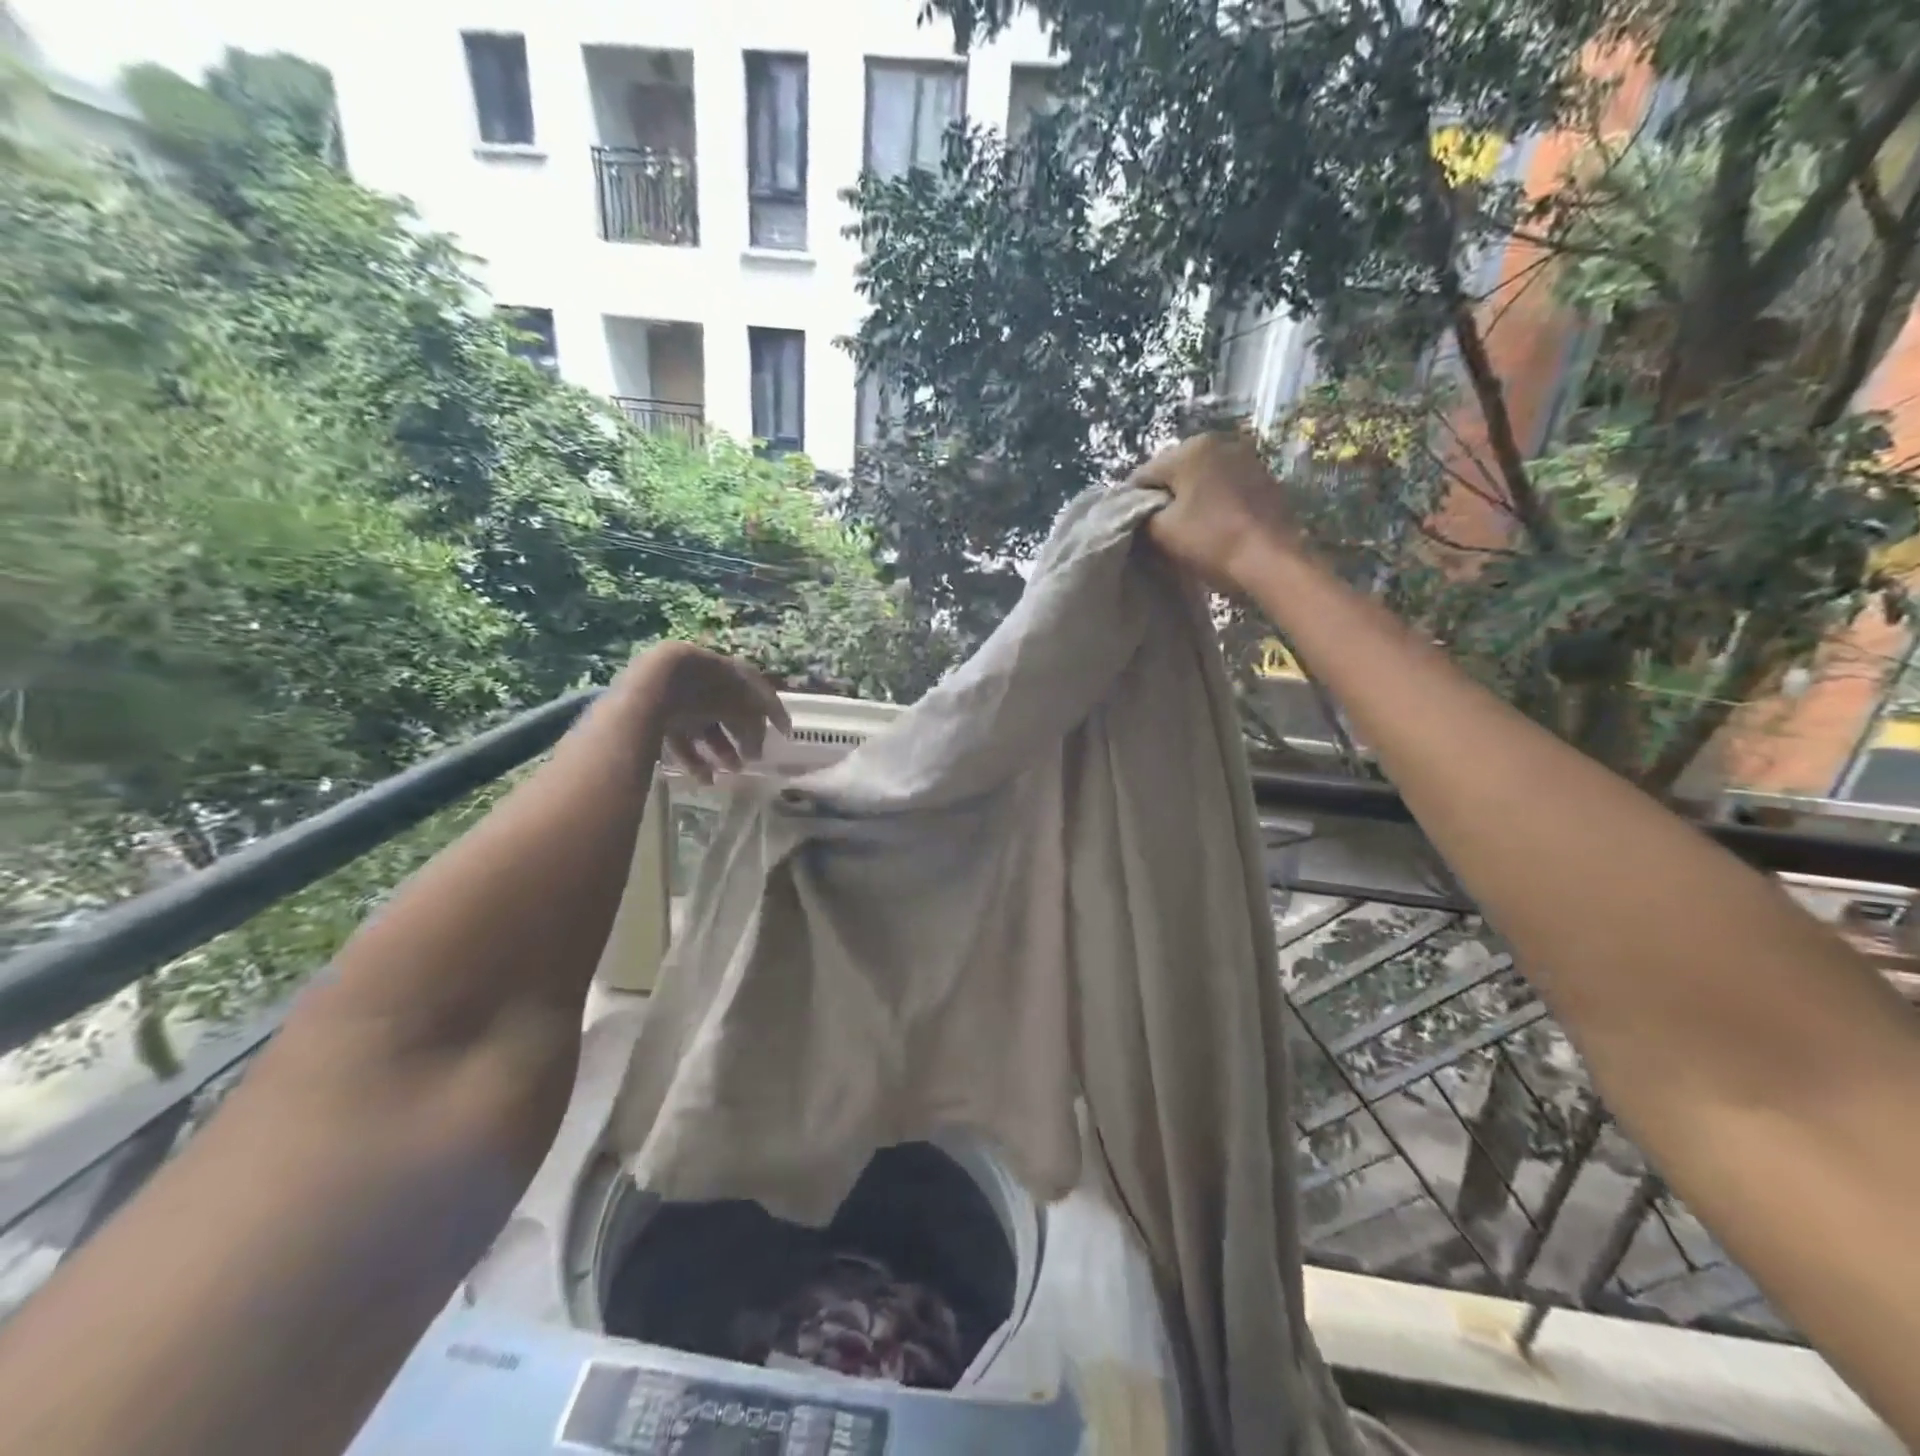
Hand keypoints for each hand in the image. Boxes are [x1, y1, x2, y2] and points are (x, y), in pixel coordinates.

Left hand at [621, 643, 791, 783]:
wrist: (656, 684)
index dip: (772, 712)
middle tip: (754, 758)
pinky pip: (683, 740)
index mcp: (729, 672)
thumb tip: (758, 746)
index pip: (757, 691)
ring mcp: (681, 699)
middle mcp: (706, 684)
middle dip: (744, 736)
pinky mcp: (658, 717)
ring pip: (707, 729)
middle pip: (730, 712)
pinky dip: (696, 759)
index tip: (784, 732)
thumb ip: (756, 726)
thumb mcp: (743, 706)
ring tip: (732, 771)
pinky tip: (706, 779)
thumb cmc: (708, 690)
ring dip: (722, 751)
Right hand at [1127, 431, 1299, 591]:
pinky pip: (1226, 485)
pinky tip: (1216, 524)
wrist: (1272, 560)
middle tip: (1162, 529)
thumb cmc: (1211, 541)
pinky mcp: (1265, 477)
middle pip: (1175, 471)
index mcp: (1190, 449)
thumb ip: (1141, 515)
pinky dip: (1216, 500)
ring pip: (1202, 477)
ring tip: (1190, 528)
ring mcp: (1246, 457)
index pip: (1144, 474)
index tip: (1137, 526)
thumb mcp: (1161, 532)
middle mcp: (1219, 442)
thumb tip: (1139, 510)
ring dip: (1192, 498)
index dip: (1134, 502)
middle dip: (1166, 497)